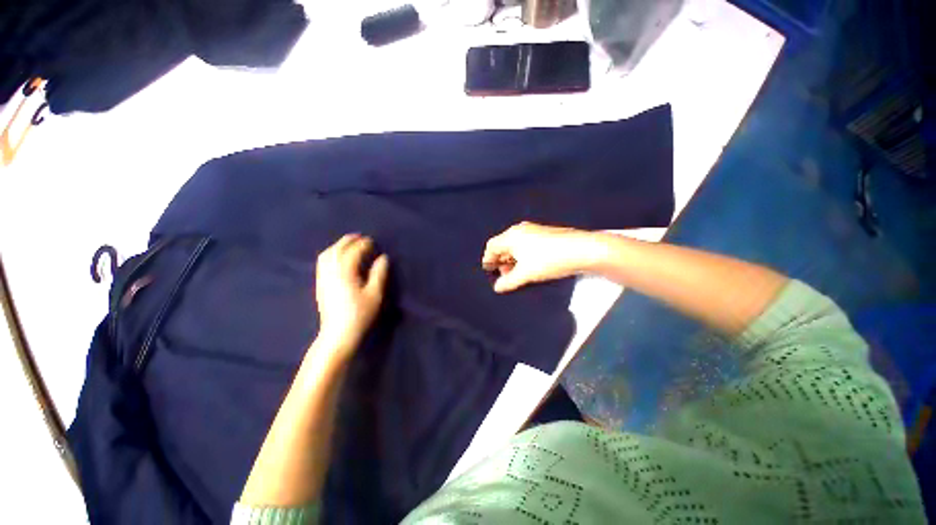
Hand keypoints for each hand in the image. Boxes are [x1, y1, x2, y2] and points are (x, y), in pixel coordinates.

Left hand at [315, 234, 388, 358]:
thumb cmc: (360, 314)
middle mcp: (331, 272)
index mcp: (345, 272)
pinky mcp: (320, 285)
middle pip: (337, 249)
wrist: (338, 334)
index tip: (373, 242)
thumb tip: (383, 258)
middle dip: (349, 240)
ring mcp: (323, 278)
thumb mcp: (375, 294)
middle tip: (361, 237)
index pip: (353, 252)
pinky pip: (322, 263)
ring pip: (327, 255)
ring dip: (338, 245)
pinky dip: (331, 254)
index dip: (363, 244)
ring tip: (349, 244)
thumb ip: (379, 273)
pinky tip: (338, 257)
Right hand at [482, 222, 598, 292]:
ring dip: (512, 259)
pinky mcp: (544, 234)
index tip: (489, 271)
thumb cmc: (549, 260)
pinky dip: (523, 255)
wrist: (582, 250)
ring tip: (516, 273)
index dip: (488, 259)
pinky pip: (526, 244)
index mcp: (512, 236)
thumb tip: (497, 287)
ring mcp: (533, 230)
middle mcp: (520, 230)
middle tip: (503, 275)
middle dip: (501, 260)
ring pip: (515, 245)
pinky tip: (529, 265)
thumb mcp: (525, 274)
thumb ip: (508, 282)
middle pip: (503, 245)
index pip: (492, 246)